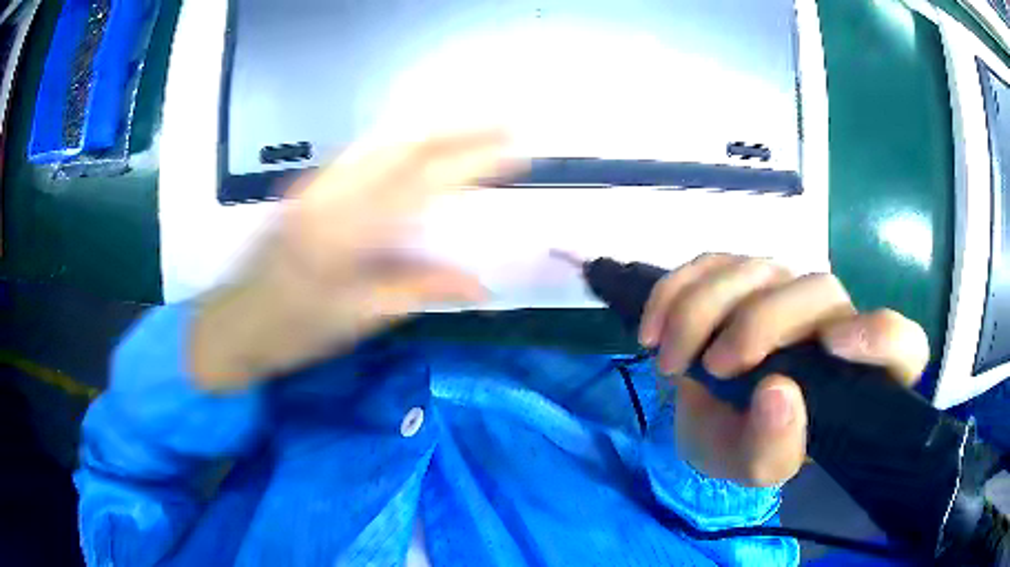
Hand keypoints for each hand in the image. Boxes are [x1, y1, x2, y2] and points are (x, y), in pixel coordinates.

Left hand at [191, 130, 517, 390]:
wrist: (234, 322)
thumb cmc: (292, 331)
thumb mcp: (357, 319)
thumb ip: (419, 290)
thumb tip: (481, 285)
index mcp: (344, 231)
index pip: (422, 181)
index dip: (473, 160)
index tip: (516, 152)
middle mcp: (330, 193)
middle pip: (405, 145)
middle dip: (460, 132)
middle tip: (505, 128)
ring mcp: (316, 183)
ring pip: (384, 142)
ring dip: (434, 133)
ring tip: (475, 133)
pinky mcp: (309, 185)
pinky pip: (365, 154)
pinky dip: (403, 145)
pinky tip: (423, 149)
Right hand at [639, 254, 929, 486]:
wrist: (706, 421)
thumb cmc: (743, 446)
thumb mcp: (754, 468)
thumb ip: (773, 448)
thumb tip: (777, 392)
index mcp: (855, 378)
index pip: (903, 346)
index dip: (880, 337)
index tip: (833, 347)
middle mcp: (833, 321)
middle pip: (819, 290)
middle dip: (760, 324)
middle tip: (714, 368)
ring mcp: (787, 288)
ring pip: (758, 267)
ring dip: (703, 311)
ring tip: (670, 360)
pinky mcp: (742, 273)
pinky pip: (712, 260)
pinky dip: (675, 290)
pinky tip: (654, 330)